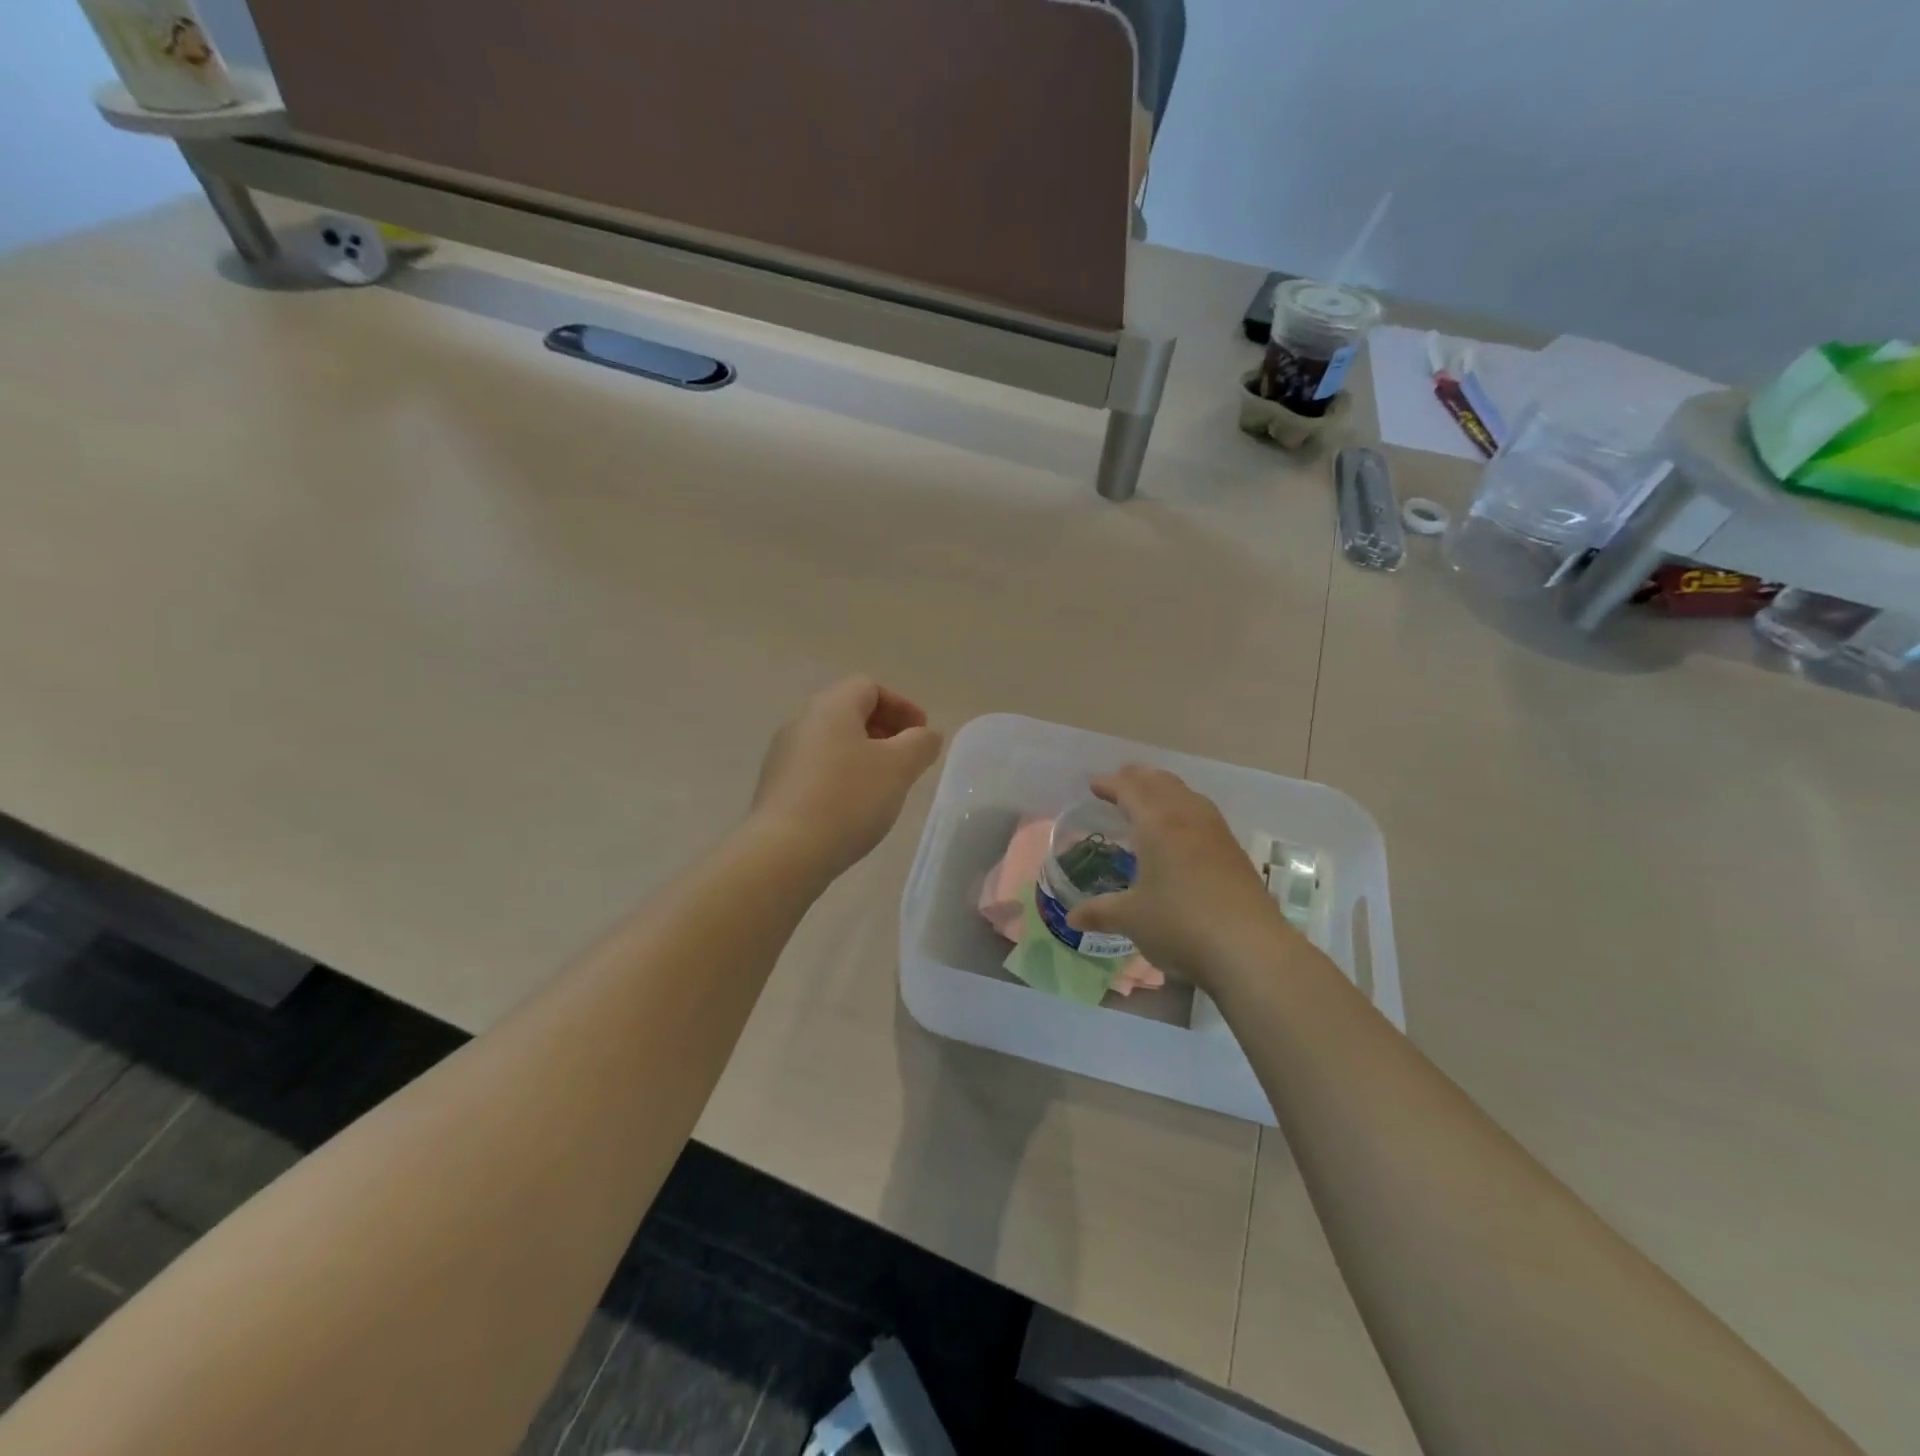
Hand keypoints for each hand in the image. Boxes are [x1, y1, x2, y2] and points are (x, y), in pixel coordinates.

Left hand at [750, 677, 943, 877]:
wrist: (785, 852)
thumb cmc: (848, 799)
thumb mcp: (899, 767)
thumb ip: (921, 743)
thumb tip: (926, 735)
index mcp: (831, 707)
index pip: (870, 687)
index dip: (902, 706)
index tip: (922, 735)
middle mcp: (802, 722)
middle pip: (850, 713)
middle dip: (885, 731)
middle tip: (908, 759)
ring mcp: (783, 755)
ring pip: (833, 742)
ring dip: (864, 756)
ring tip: (885, 786)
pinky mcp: (776, 787)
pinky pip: (817, 769)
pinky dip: (843, 777)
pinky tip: (855, 807)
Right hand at [1066, 765, 1296, 985]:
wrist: (1250, 949)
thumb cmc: (1180, 924)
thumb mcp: (1131, 919)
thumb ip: (1100, 912)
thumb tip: (1073, 917)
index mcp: (1157, 824)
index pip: (1130, 789)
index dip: (1111, 784)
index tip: (1094, 784)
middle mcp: (1187, 818)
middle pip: (1161, 783)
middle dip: (1139, 778)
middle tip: (1121, 780)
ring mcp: (1216, 833)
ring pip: (1187, 795)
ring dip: (1165, 788)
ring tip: (1151, 797)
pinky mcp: (1235, 852)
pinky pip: (1203, 813)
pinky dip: (1184, 807)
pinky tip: (1183, 829)